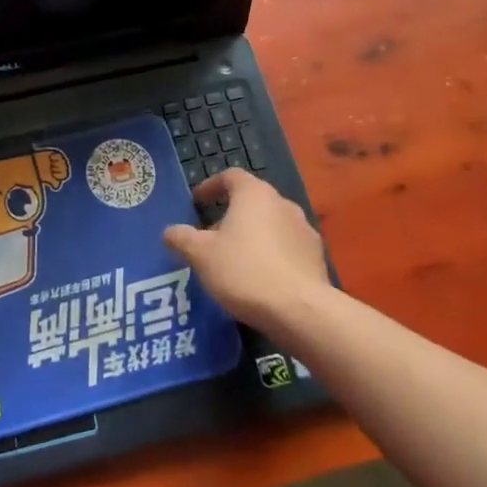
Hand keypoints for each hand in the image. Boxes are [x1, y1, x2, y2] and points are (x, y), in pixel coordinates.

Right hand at [163, 169, 331, 337]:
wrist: (300, 310)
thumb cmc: (244, 271)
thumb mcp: (201, 255)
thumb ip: (182, 238)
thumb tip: (169, 232)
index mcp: (254, 194)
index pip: (231, 176)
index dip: (211, 186)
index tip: (197, 202)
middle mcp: (283, 204)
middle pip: (252, 201)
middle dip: (230, 215)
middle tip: (211, 236)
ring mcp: (304, 230)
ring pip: (271, 224)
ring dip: (252, 235)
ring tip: (234, 260)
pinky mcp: (316, 257)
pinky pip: (287, 247)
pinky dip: (271, 254)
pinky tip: (259, 278)